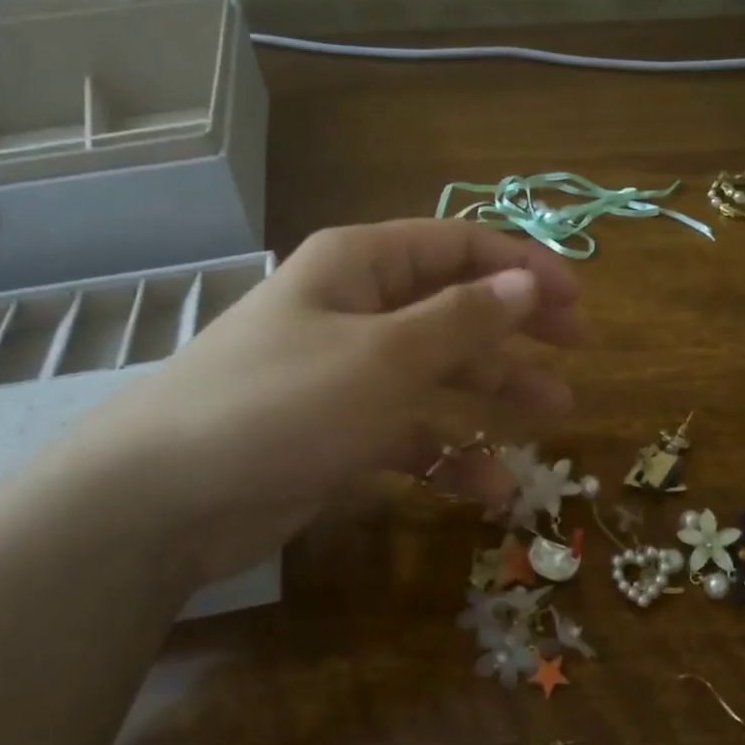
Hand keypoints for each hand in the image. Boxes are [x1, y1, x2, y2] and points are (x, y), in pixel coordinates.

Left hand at [58, 220, 581, 581]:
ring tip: (555, 415)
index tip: (577, 301)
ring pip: (439, 372)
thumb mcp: (384, 356)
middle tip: (577, 350)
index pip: (456, 246)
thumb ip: (462, 321)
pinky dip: (450, 454)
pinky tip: (491, 487)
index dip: (522, 266)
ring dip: (495, 391)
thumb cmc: (282, 403)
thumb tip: (527, 283)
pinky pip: (411, 432)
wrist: (167, 498)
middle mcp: (356, 310)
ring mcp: (348, 374)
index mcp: (360, 266)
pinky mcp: (341, 432)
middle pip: (454, 306)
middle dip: (517, 327)